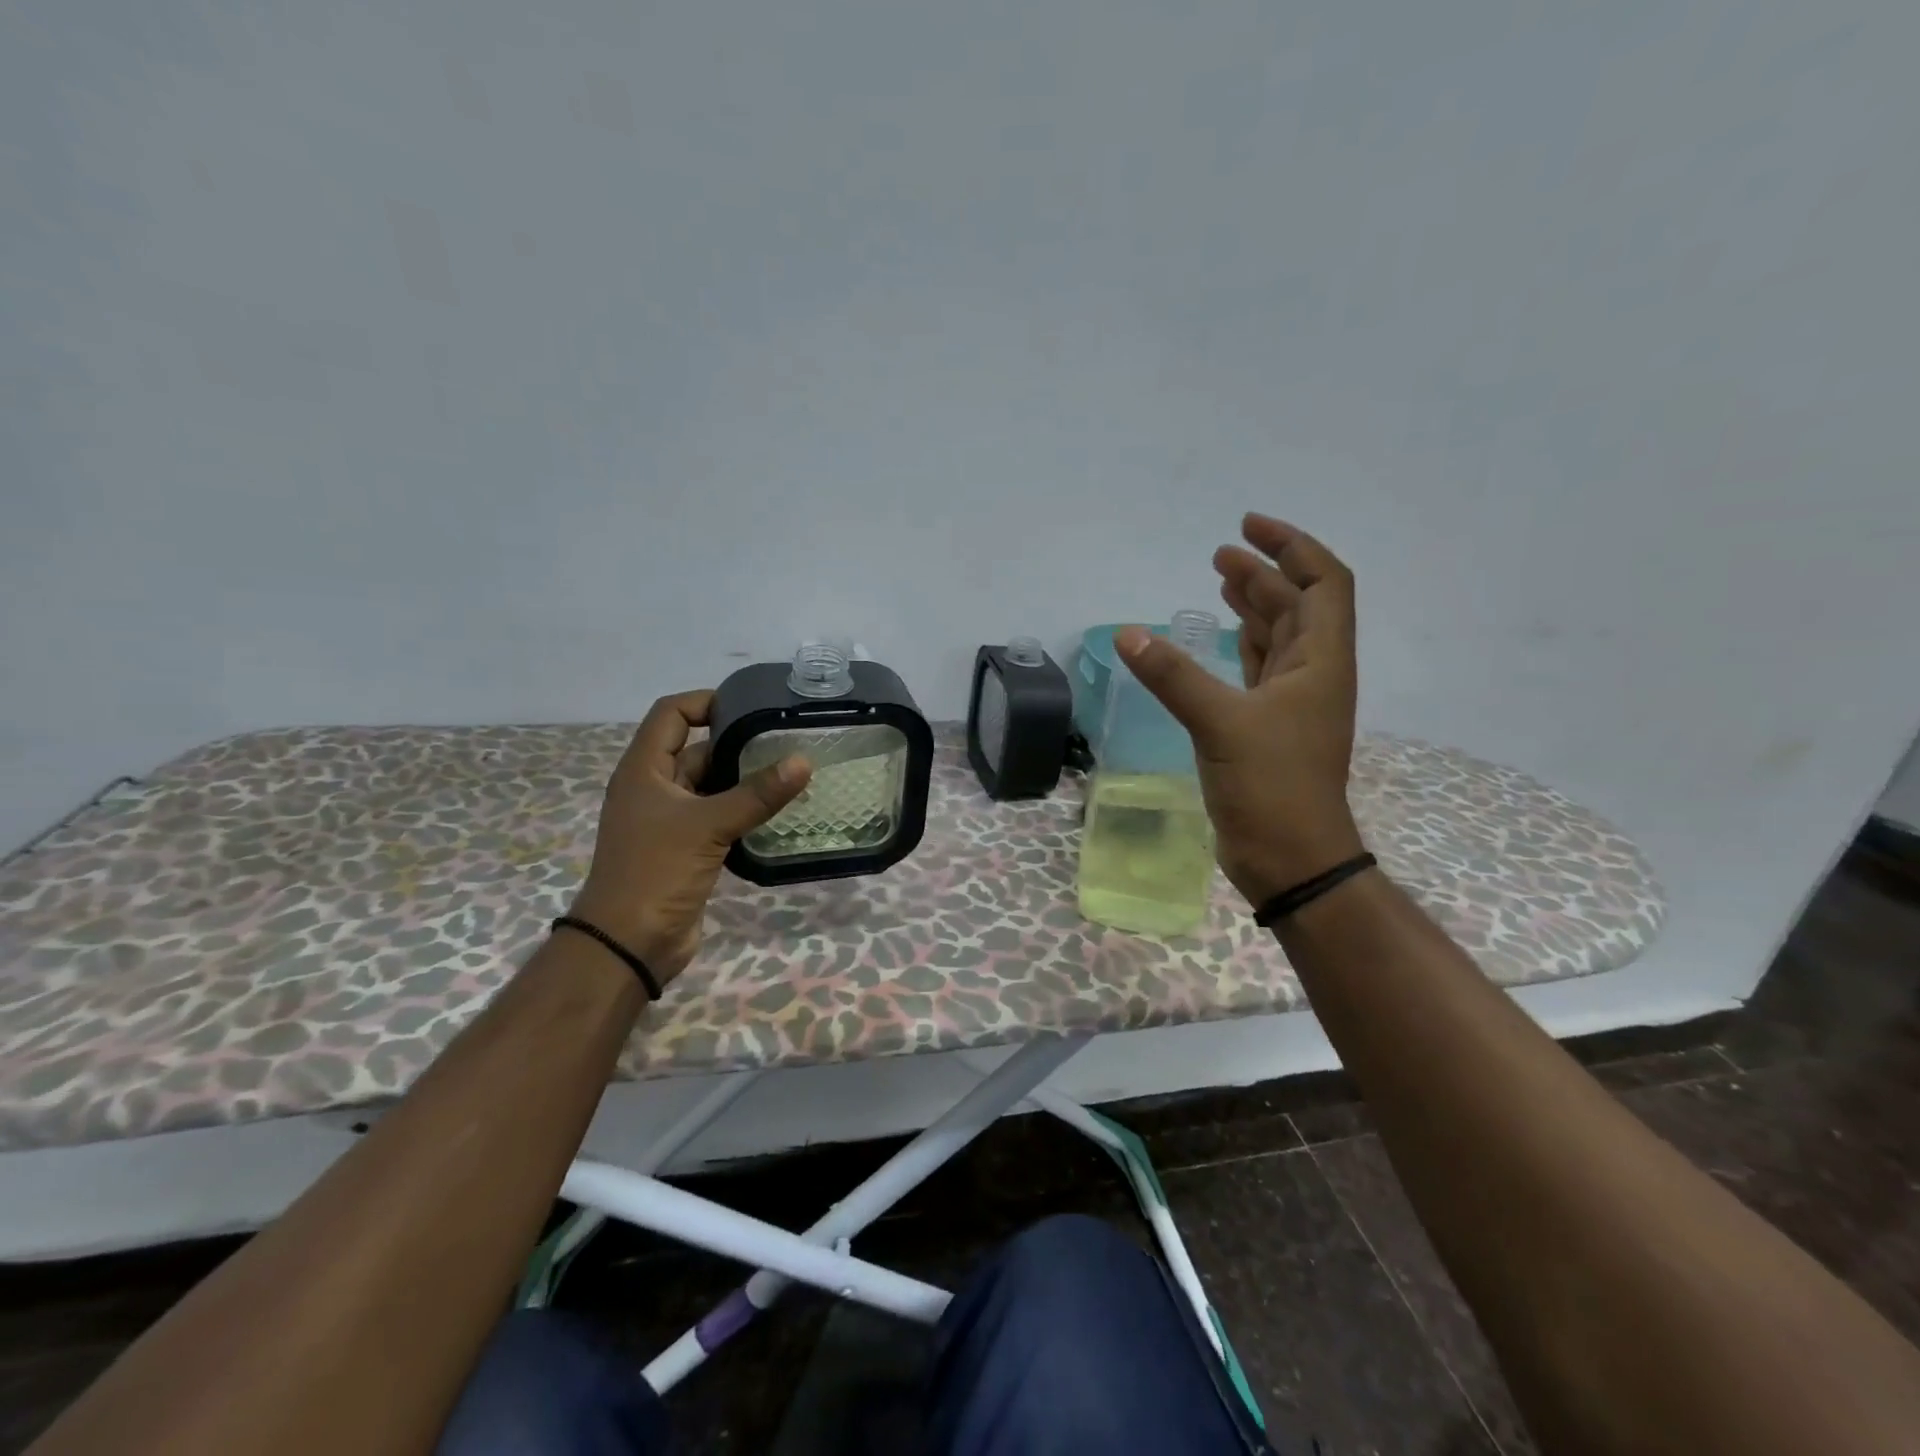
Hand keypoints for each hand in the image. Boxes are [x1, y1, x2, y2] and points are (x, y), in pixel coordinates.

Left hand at [569, 690, 811, 984]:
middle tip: (785, 740)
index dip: (705, 701)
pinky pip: (718, 817)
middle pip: (696, 749)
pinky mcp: (685, 848)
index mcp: (644, 770)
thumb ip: (757, 794)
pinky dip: (743, 811)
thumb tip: (804, 761)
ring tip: (791, 771)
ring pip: (711, 786)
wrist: (629, 944)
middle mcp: (654, 788)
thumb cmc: (656, 871)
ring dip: (744, 780)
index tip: (749, 705)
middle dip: (737, 743)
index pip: (671, 714)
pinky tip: (778, 811)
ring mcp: (669, 820)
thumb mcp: (708, 825)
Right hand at [1114, 513, 1364, 902]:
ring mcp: (1291, 704)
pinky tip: (1220, 636)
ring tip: (1219, 581)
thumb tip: (1126, 635)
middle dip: (1263, 573)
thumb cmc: (1271, 786)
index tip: (1247, 528)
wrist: (1291, 859)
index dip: (1292, 547)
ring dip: (1253, 605)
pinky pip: (1257, 670)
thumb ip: (1173, 675)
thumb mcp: (1220, 724)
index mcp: (1320, 662)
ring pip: (1276, 638)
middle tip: (1219, 554)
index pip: (1322, 583)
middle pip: (1296, 606)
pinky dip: (1240, 646)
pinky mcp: (1266, 728)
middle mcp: (1312, 675)